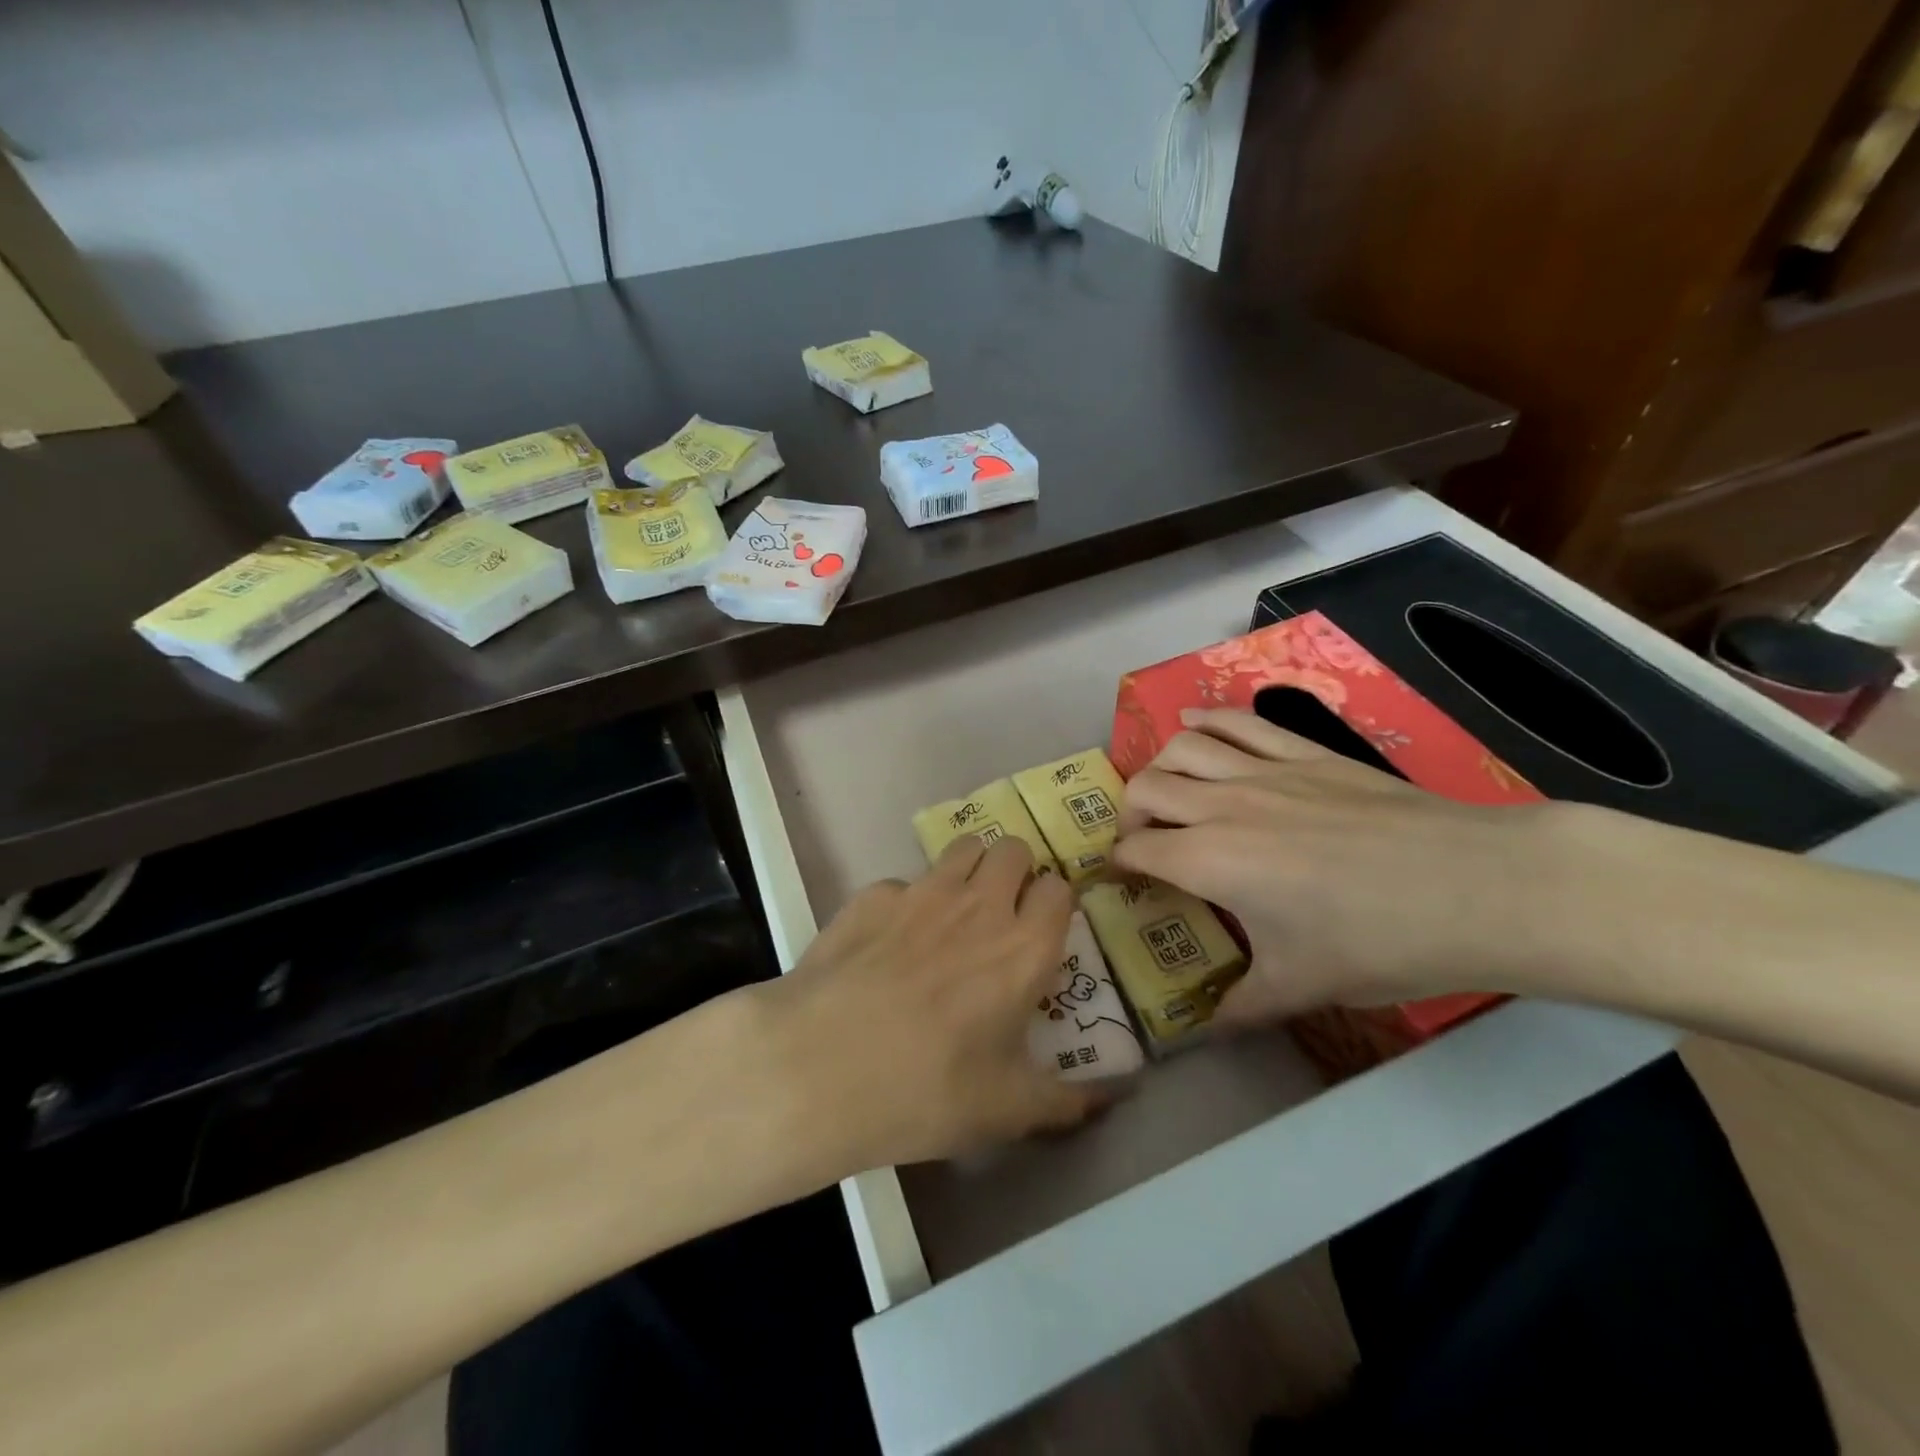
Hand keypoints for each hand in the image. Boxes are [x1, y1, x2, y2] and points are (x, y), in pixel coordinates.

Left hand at [751, 835, 1104, 1176]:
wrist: (820, 1065)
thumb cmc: (928, 1090)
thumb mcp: (1008, 1110)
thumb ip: (1068, 1099)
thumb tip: (1115, 1096)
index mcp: (1023, 948)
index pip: (1059, 890)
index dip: (1055, 905)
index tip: (1044, 931)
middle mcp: (979, 905)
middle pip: (1014, 849)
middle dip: (1016, 872)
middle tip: (1002, 914)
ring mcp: (922, 892)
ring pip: (964, 848)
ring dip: (970, 869)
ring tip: (954, 912)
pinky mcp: (872, 895)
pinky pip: (903, 881)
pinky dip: (907, 902)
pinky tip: (888, 942)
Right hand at [1114, 709, 1560, 1027]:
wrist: (1472, 887)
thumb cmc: (1377, 942)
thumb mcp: (1301, 986)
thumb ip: (1241, 1008)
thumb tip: (1203, 1032)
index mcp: (1210, 860)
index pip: (1138, 850)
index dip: (1120, 863)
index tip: (1124, 878)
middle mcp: (1222, 805)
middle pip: (1146, 788)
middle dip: (1130, 813)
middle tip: (1146, 840)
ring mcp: (1263, 770)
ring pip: (1182, 746)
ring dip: (1160, 765)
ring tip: (1168, 788)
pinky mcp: (1303, 751)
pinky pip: (1238, 721)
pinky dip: (1206, 719)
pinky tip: (1197, 726)